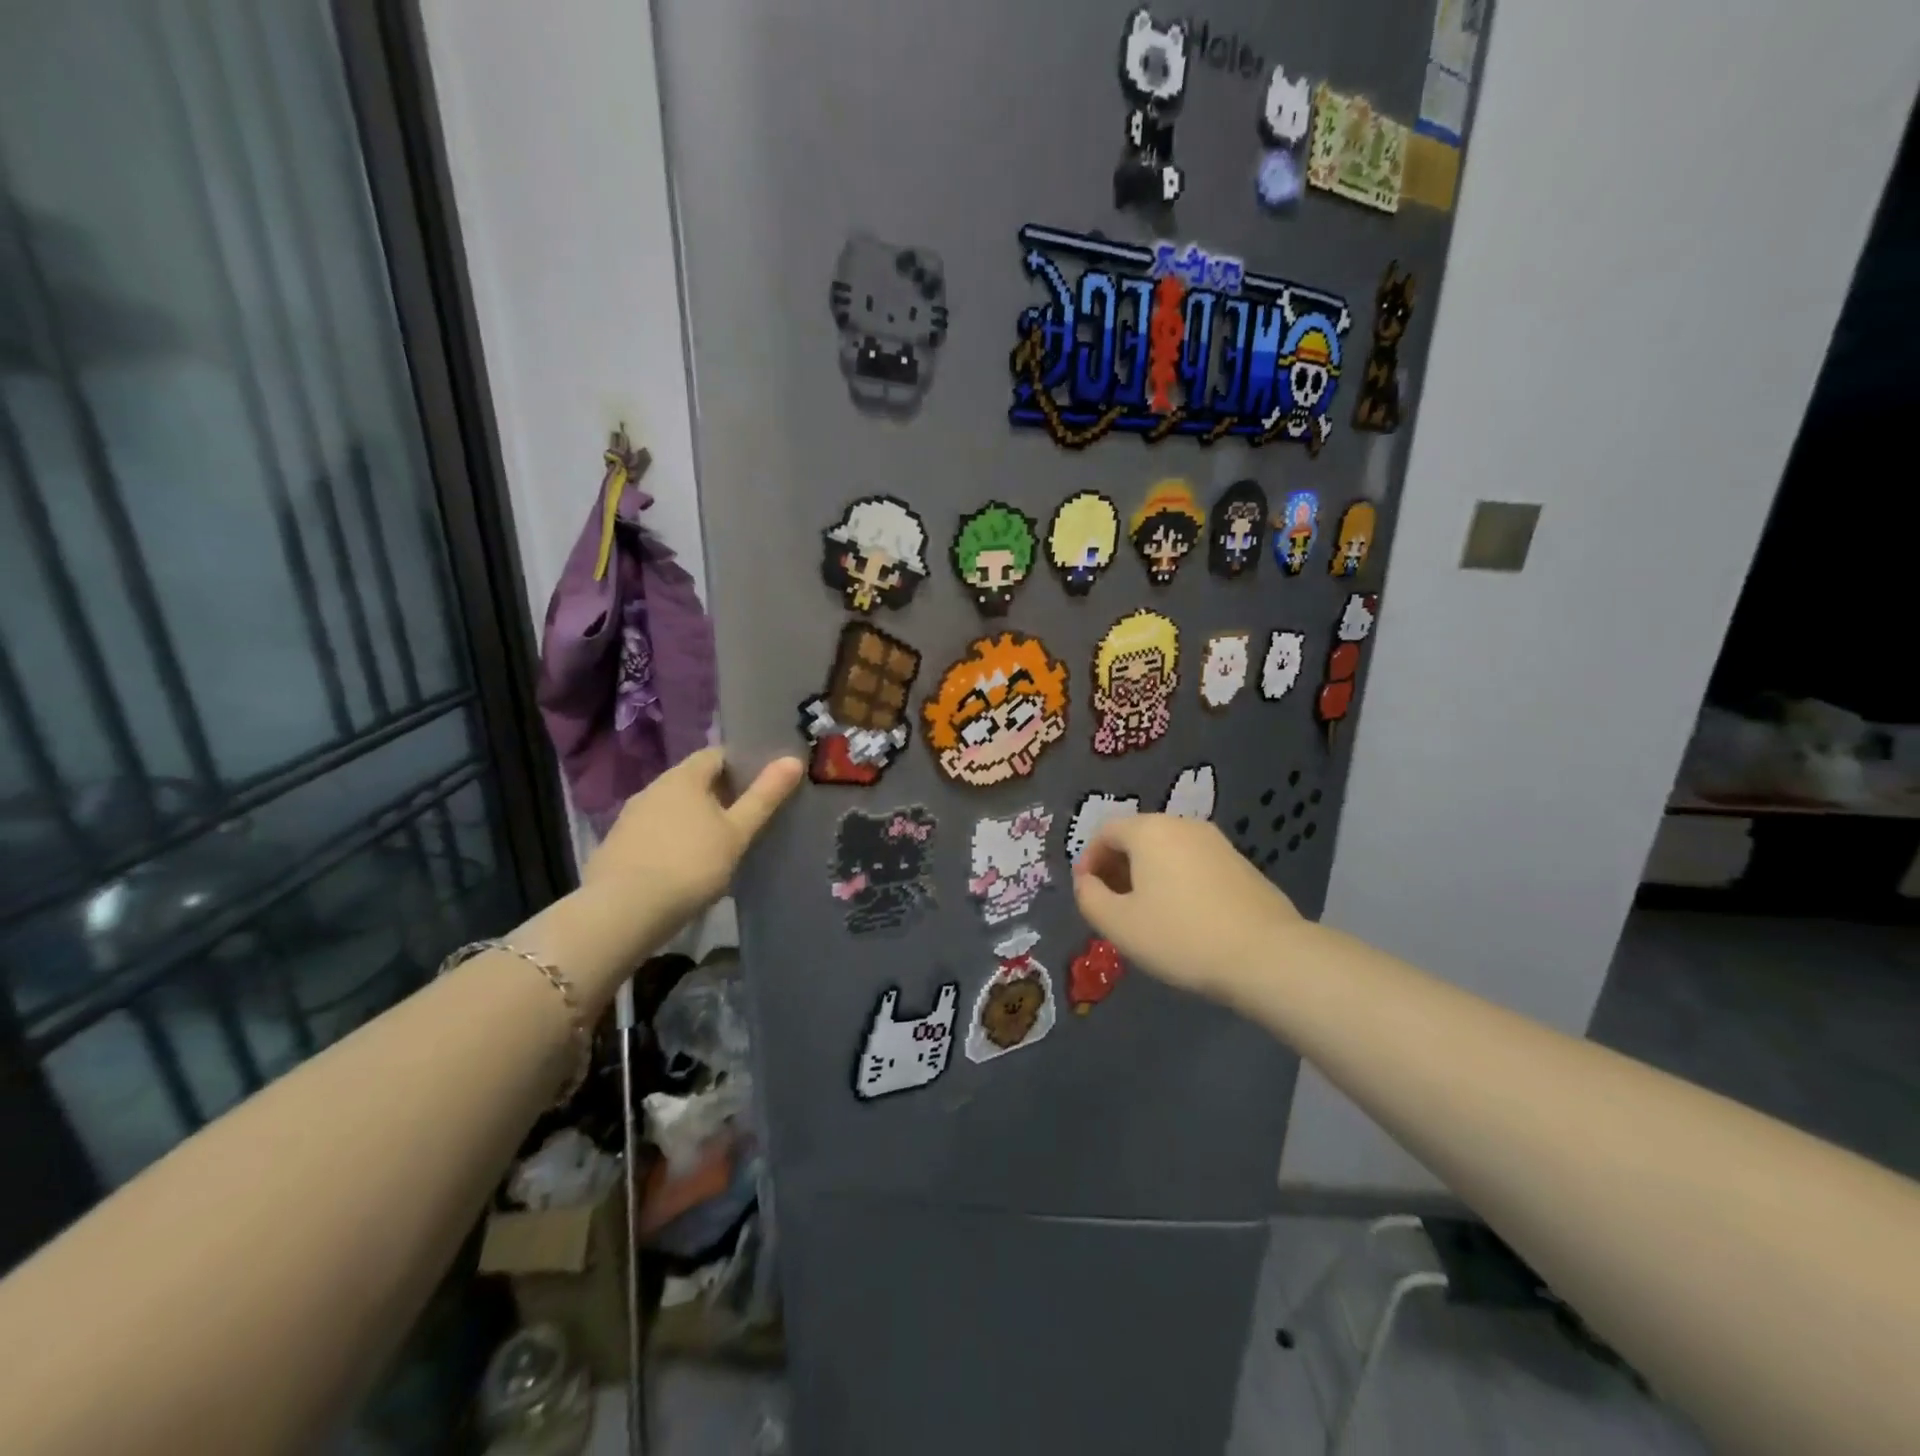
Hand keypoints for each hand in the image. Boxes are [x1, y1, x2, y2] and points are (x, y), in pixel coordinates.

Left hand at [584, 748, 802, 920]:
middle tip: (747, 816)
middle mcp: (653, 787)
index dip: (742, 764)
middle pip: (693, 781)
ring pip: (673, 807)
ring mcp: (631, 817)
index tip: (763, 784)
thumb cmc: (690, 864)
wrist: (623, 911)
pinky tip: (685, 865)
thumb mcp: (737, 832)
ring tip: (719, 844)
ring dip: (695, 818)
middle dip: (720, 793)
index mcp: (684, 777)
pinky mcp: (617, 845)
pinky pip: (655, 832)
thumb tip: (793, 759)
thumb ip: (764, 796)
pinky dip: (673, 839)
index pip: (717, 754)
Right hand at [1073, 813, 1306, 1002]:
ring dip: (1148, 875)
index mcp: (1149, 831)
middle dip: (1118, 867)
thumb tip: (1086, 882)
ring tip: (1146, 915)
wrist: (1266, 956)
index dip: (1089, 860)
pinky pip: (1194, 864)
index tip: (1087, 894)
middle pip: (1138, 837)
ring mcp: (1217, 842)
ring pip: (1168, 851)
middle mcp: (1183, 825)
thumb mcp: (1119, 925)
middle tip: (1112, 906)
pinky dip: (1177, 881)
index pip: (1106, 831)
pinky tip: (1183, 918)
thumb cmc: (1181, 936)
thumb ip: (1090, 898)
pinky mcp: (1241, 864)